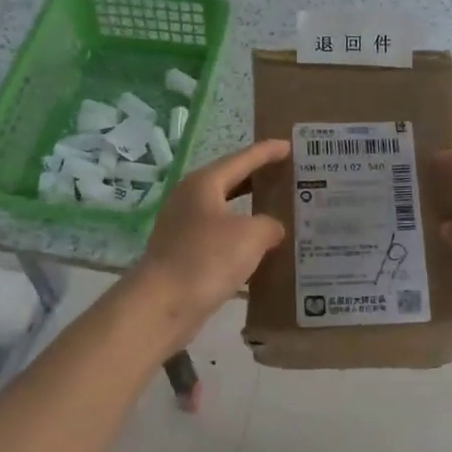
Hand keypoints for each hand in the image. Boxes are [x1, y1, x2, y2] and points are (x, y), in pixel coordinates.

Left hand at [126, 140, 289, 346]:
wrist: (161, 305)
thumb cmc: (207, 259)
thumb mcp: (251, 236)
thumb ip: (270, 225)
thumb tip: (272, 229)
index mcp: (204, 184)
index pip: (242, 159)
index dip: (267, 152)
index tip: (289, 145)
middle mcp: (190, 200)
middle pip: (231, 182)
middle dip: (259, 179)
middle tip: (288, 176)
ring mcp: (184, 228)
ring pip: (226, 212)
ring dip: (251, 212)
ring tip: (280, 212)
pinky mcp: (184, 255)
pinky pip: (220, 238)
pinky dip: (241, 239)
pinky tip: (261, 250)